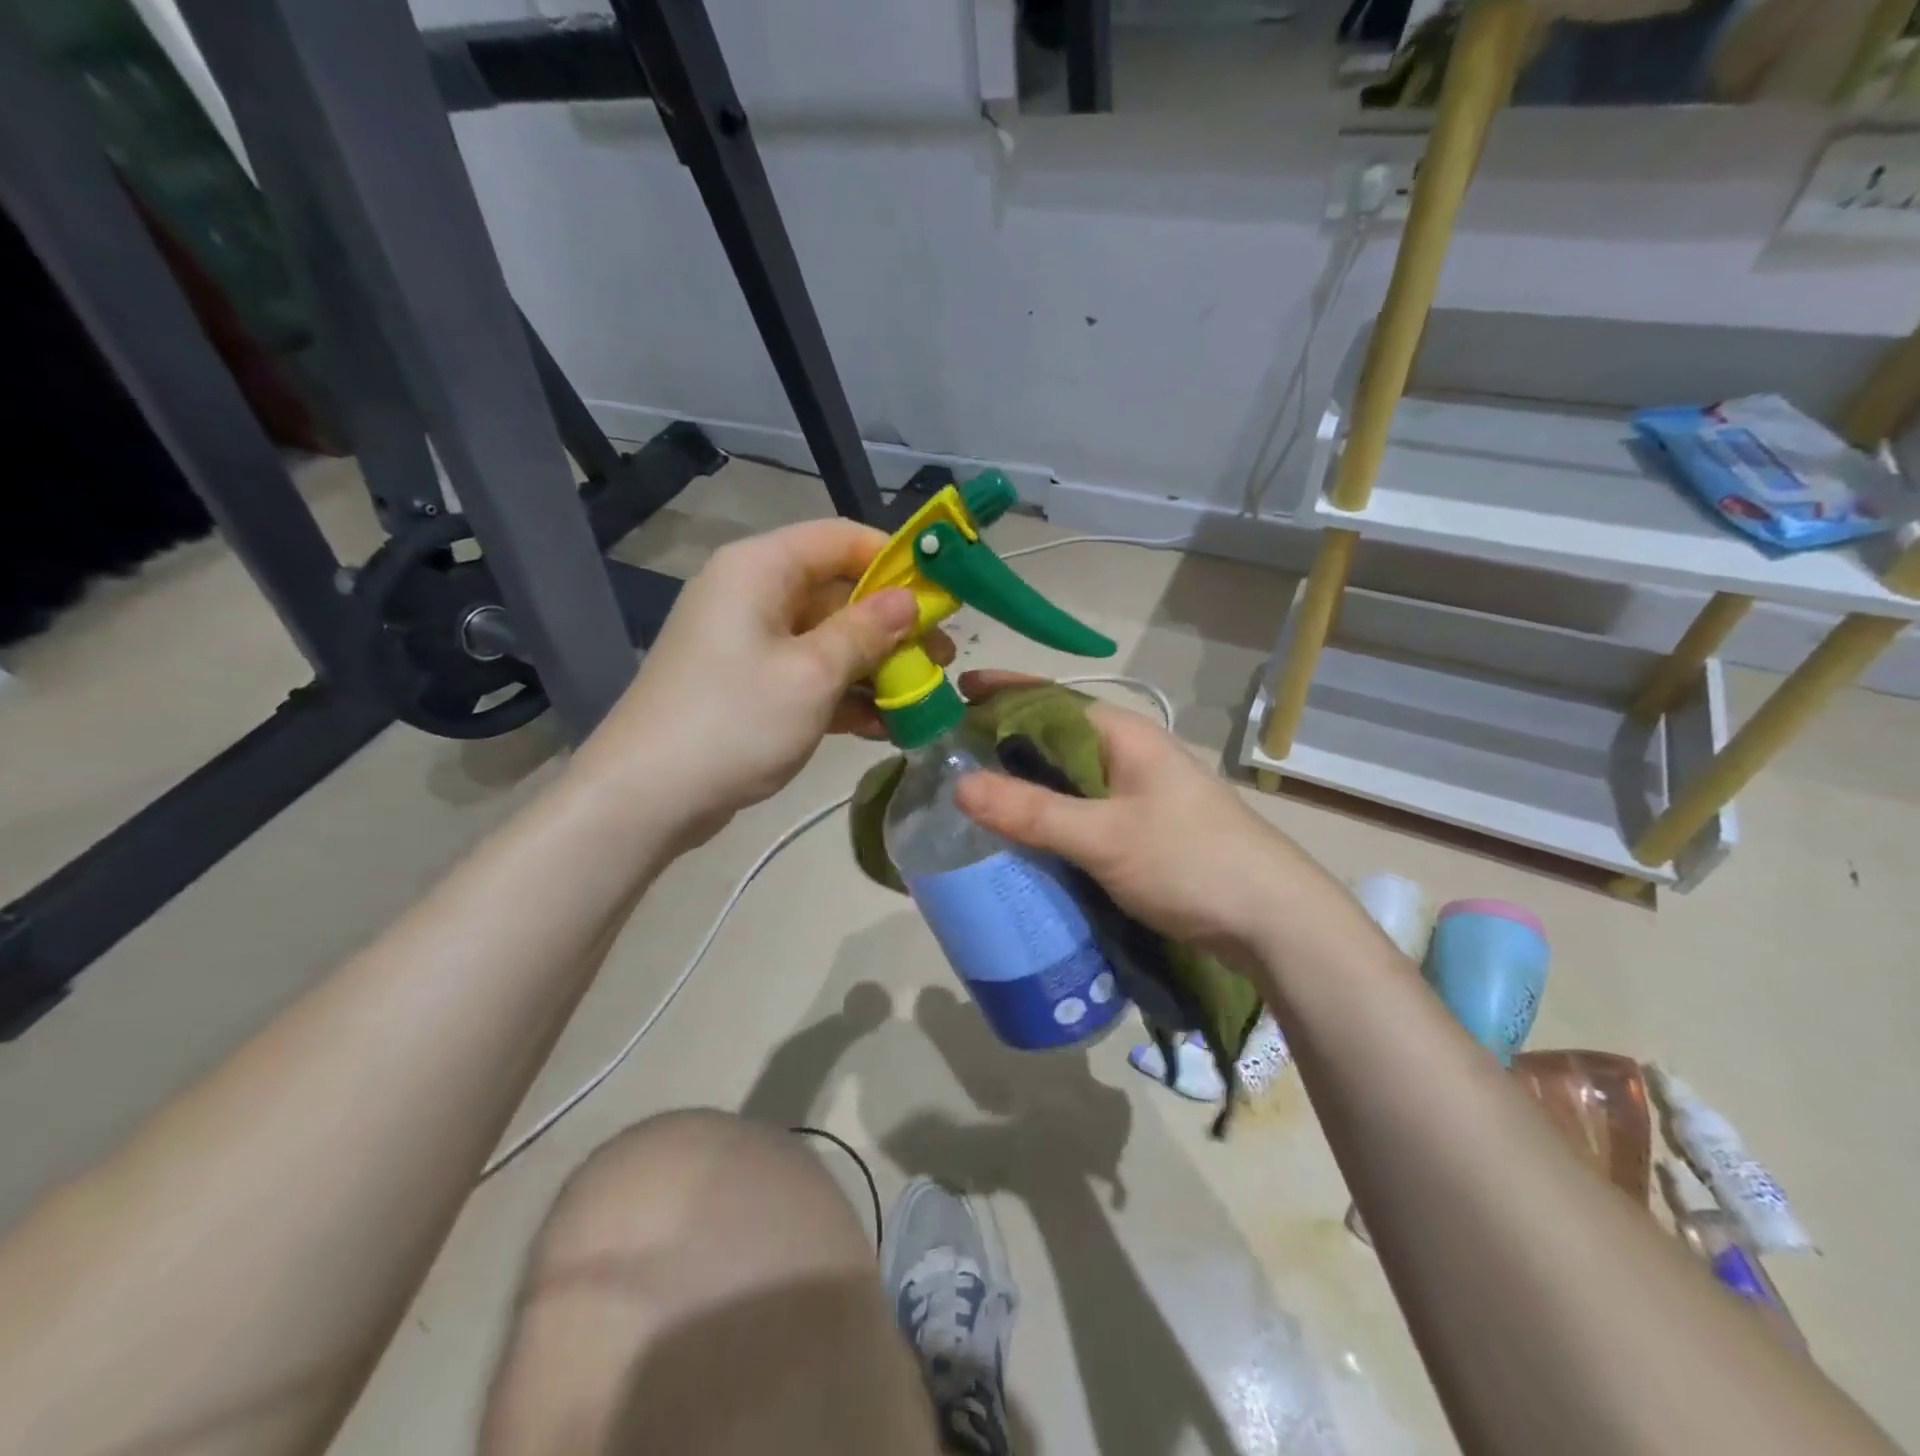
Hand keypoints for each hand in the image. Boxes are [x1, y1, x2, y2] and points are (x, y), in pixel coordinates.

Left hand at [574, 520, 950, 836]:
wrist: (646, 797)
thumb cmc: (734, 721)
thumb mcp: (812, 673)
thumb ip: (866, 632)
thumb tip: (909, 601)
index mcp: (760, 569)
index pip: (840, 539)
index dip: (895, 560)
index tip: (941, 594)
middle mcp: (753, 594)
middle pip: (838, 592)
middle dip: (892, 625)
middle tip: (941, 657)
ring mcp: (749, 643)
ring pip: (828, 638)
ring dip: (875, 666)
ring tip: (922, 696)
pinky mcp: (749, 685)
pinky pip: (808, 675)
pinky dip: (844, 694)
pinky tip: (884, 725)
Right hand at [950, 671, 1330, 969]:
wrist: (1274, 921)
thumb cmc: (1190, 861)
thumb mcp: (1104, 837)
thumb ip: (1033, 812)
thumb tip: (958, 785)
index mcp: (1123, 735)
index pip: (1050, 698)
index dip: (1002, 691)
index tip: (953, 692)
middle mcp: (1130, 754)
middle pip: (1054, 737)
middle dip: (1003, 741)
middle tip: (947, 755)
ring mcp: (1139, 792)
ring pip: (1067, 777)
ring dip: (1024, 782)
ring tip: (972, 794)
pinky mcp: (1142, 828)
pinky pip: (1081, 810)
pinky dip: (1047, 815)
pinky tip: (1022, 834)